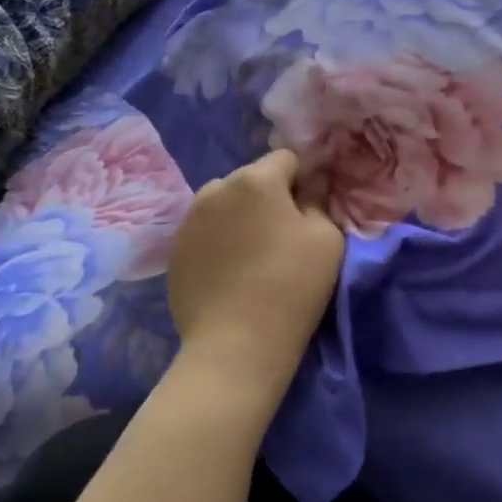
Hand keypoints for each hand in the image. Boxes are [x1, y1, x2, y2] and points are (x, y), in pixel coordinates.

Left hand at [166, 149, 344, 373]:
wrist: (236, 343)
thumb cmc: (292, 285)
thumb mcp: (327, 238)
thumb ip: (318, 202)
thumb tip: (307, 191)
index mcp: (255, 180)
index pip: (286, 158)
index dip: (302, 180)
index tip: (309, 210)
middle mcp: (215, 189)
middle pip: (250, 180)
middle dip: (268, 197)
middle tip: (282, 235)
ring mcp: (188, 220)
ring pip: (223, 205)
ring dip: (240, 218)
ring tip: (252, 255)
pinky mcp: (173, 251)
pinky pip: (205, 232)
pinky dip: (219, 242)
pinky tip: (230, 273)